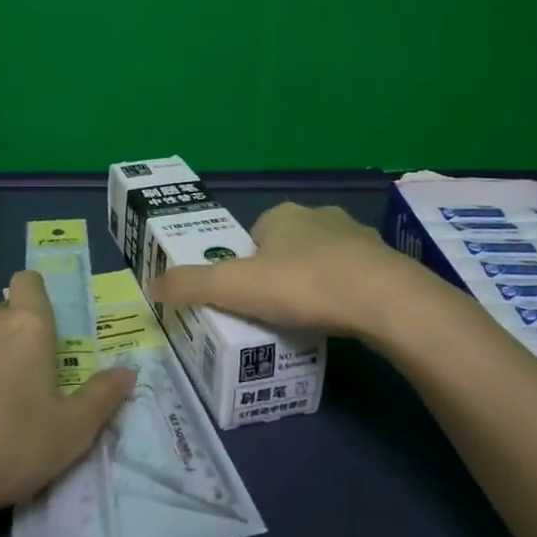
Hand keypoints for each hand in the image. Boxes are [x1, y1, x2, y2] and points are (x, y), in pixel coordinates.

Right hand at [147, 202, 466, 342]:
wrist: (384, 300)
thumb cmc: (302, 285)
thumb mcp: (233, 288)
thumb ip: (189, 285)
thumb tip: (149, 286)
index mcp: (281, 215)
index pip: (252, 238)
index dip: (244, 267)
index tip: (246, 300)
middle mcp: (319, 216)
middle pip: (287, 248)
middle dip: (279, 276)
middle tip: (273, 314)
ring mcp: (358, 237)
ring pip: (323, 260)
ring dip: (314, 283)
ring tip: (308, 321)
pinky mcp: (387, 263)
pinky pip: (355, 277)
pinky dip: (345, 294)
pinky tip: (343, 320)